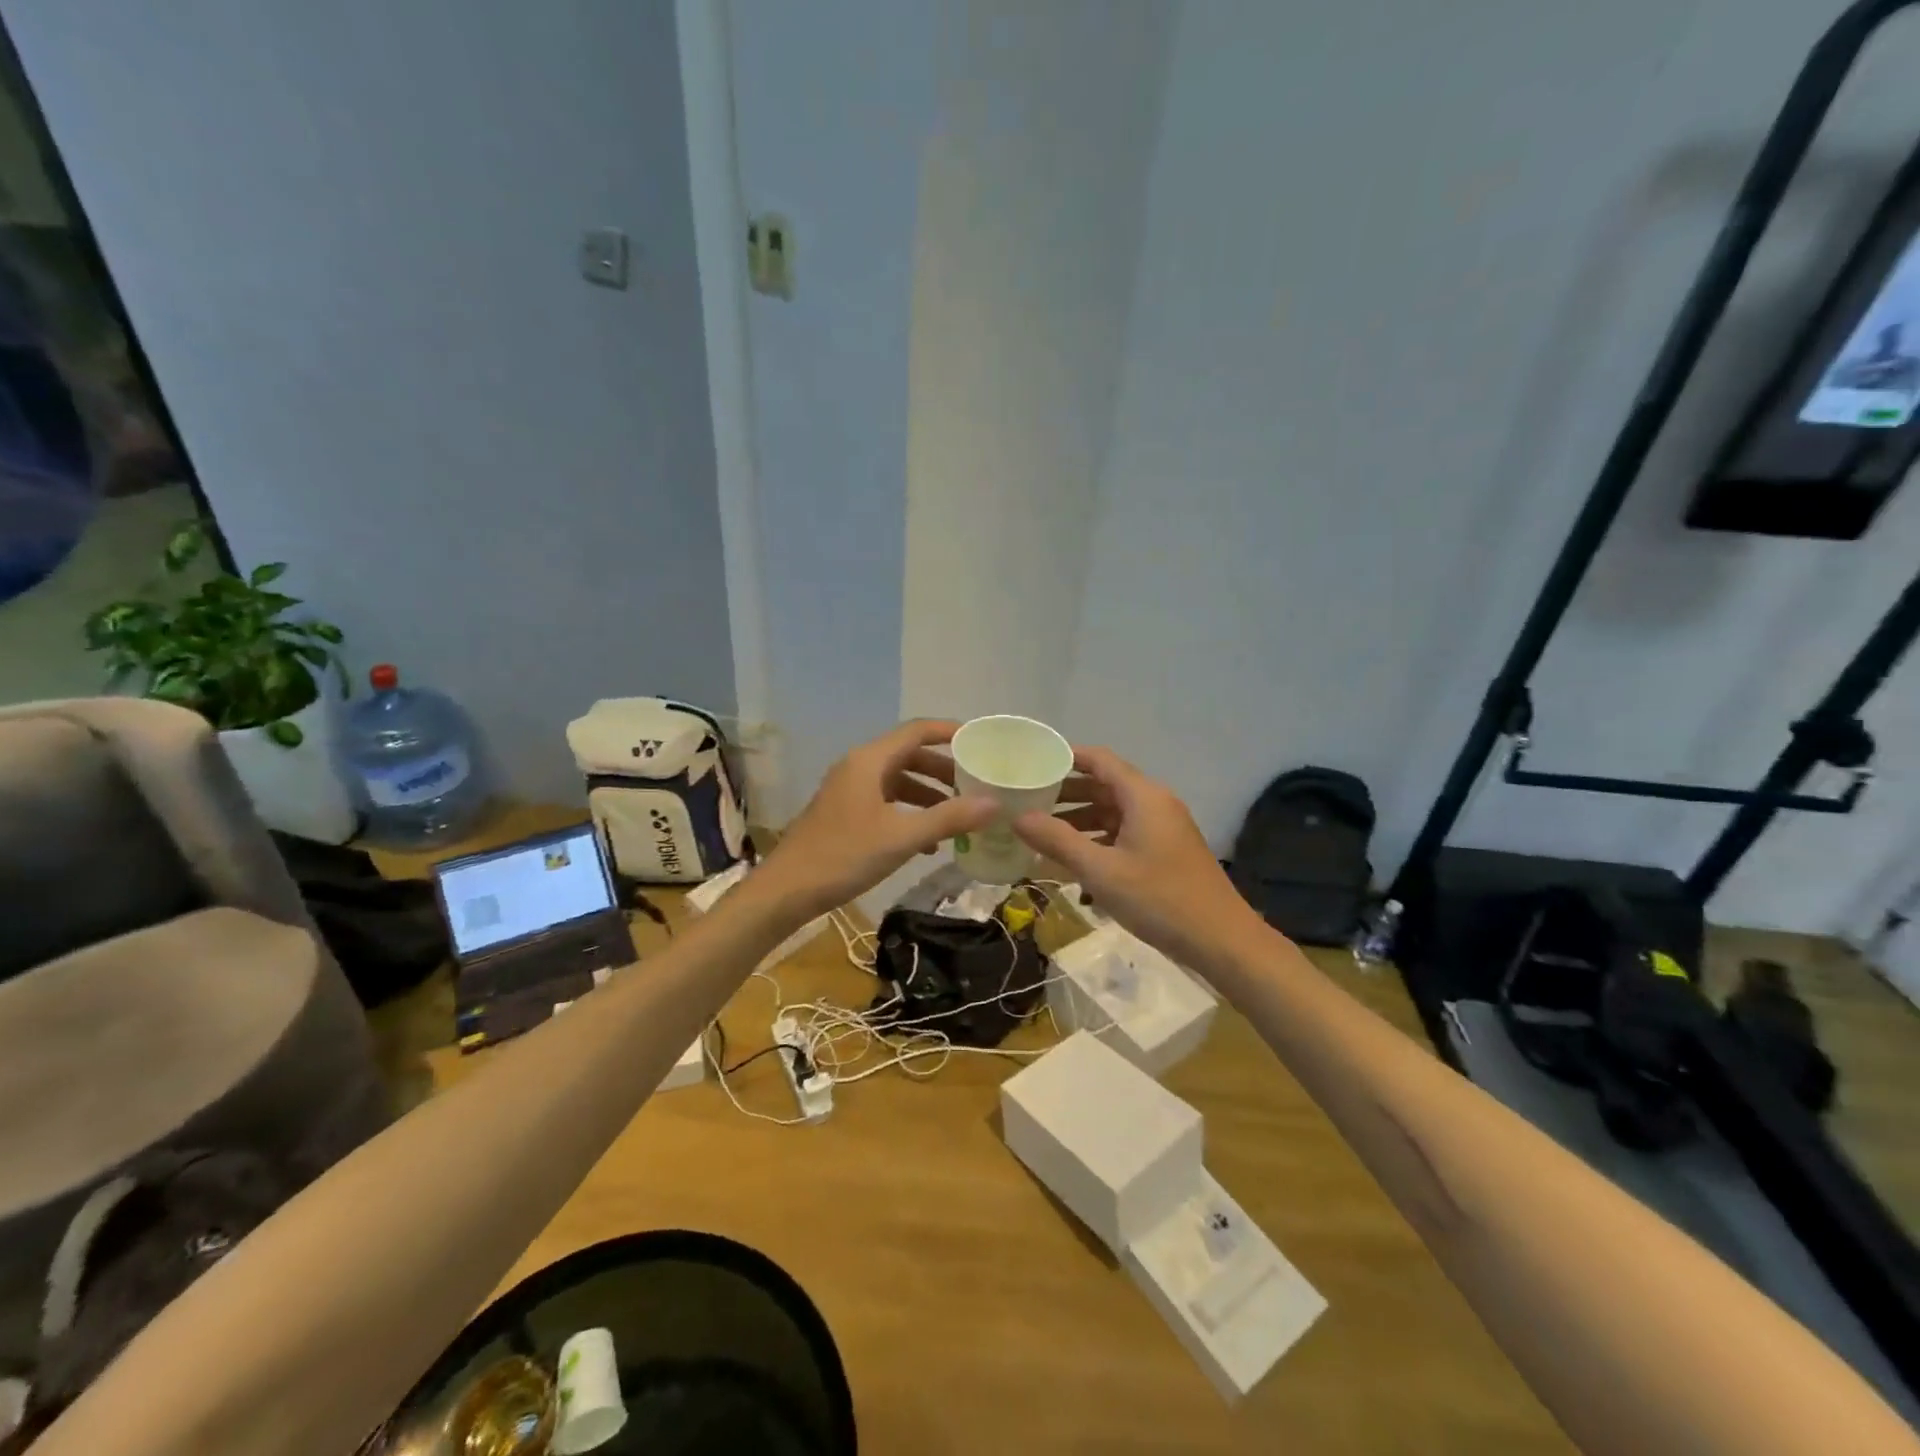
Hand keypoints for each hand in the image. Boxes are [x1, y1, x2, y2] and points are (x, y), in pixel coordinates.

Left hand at [755, 720, 998, 919]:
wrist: (786, 891)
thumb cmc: (844, 856)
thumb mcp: (902, 837)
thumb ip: (949, 818)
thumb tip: (995, 803)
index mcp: (869, 761)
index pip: (917, 731)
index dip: (950, 731)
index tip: (982, 741)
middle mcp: (859, 767)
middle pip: (909, 755)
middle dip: (944, 769)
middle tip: (976, 784)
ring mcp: (849, 791)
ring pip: (898, 781)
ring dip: (929, 794)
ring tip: (959, 815)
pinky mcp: (845, 813)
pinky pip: (886, 802)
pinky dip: (910, 813)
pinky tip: (929, 843)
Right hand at [1013, 746, 1268, 972]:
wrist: (1221, 940)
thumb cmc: (1159, 899)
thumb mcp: (1100, 871)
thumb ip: (1057, 841)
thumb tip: (1017, 817)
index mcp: (1143, 796)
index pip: (1098, 760)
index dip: (1065, 757)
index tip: (1031, 764)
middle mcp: (1154, 803)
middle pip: (1104, 785)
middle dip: (1065, 793)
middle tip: (1027, 802)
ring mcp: (1163, 828)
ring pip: (1113, 812)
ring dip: (1079, 820)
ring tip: (1041, 833)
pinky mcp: (1165, 851)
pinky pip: (1124, 834)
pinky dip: (1097, 840)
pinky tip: (1072, 861)